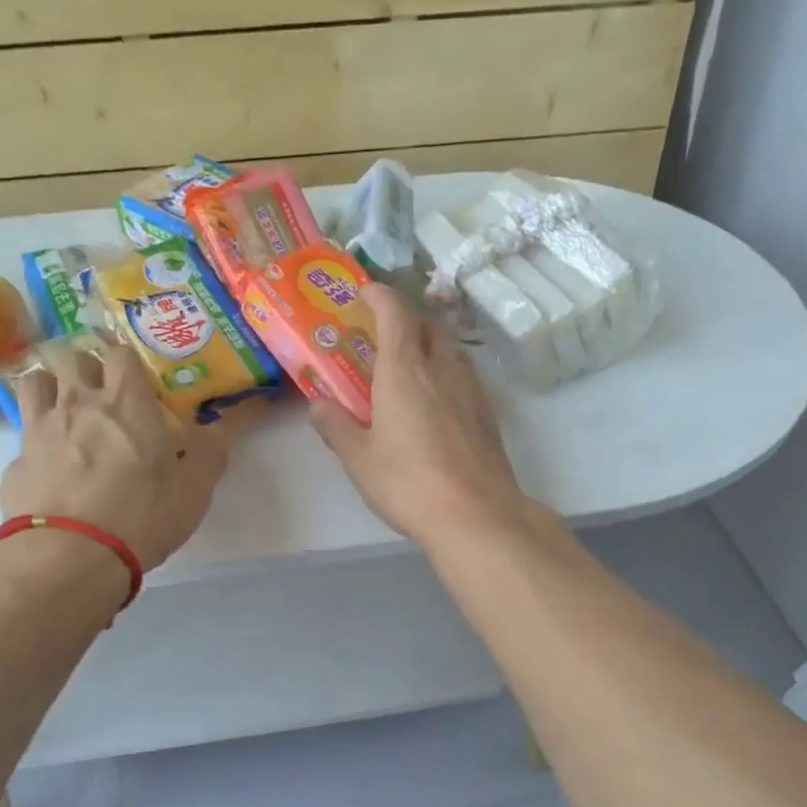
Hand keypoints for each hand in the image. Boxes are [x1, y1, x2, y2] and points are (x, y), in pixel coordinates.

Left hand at [0, 340, 228, 568]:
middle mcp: (78, 403)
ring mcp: (39, 429)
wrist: (70, 555)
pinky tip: (46, 467)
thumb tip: (215, 429)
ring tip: (62, 410)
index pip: (121, 352)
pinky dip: (34, 444)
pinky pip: (23, 438)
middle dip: (84, 365)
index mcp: (126, 402)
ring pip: (33, 383)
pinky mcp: (14, 463)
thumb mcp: (194, 489)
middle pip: (70, 357)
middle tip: (98, 390)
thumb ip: (209, 452)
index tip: (137, 379)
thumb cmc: (142, 515)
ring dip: (48, 388)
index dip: (128, 360)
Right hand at [309, 283, 533, 545]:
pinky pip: (464, 375)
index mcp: (404, 371)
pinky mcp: (488, 413)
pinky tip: (437, 399)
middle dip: (405, 320)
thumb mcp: (359, 460)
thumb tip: (318, 406)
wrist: (476, 515)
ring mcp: (471, 389)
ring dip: (429, 344)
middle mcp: (441, 369)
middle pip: (427, 325)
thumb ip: (337, 428)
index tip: (365, 291)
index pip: (395, 313)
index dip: (380, 295)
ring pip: (450, 349)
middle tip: (382, 334)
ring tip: (409, 365)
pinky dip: (446, 372)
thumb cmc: (409, 484)